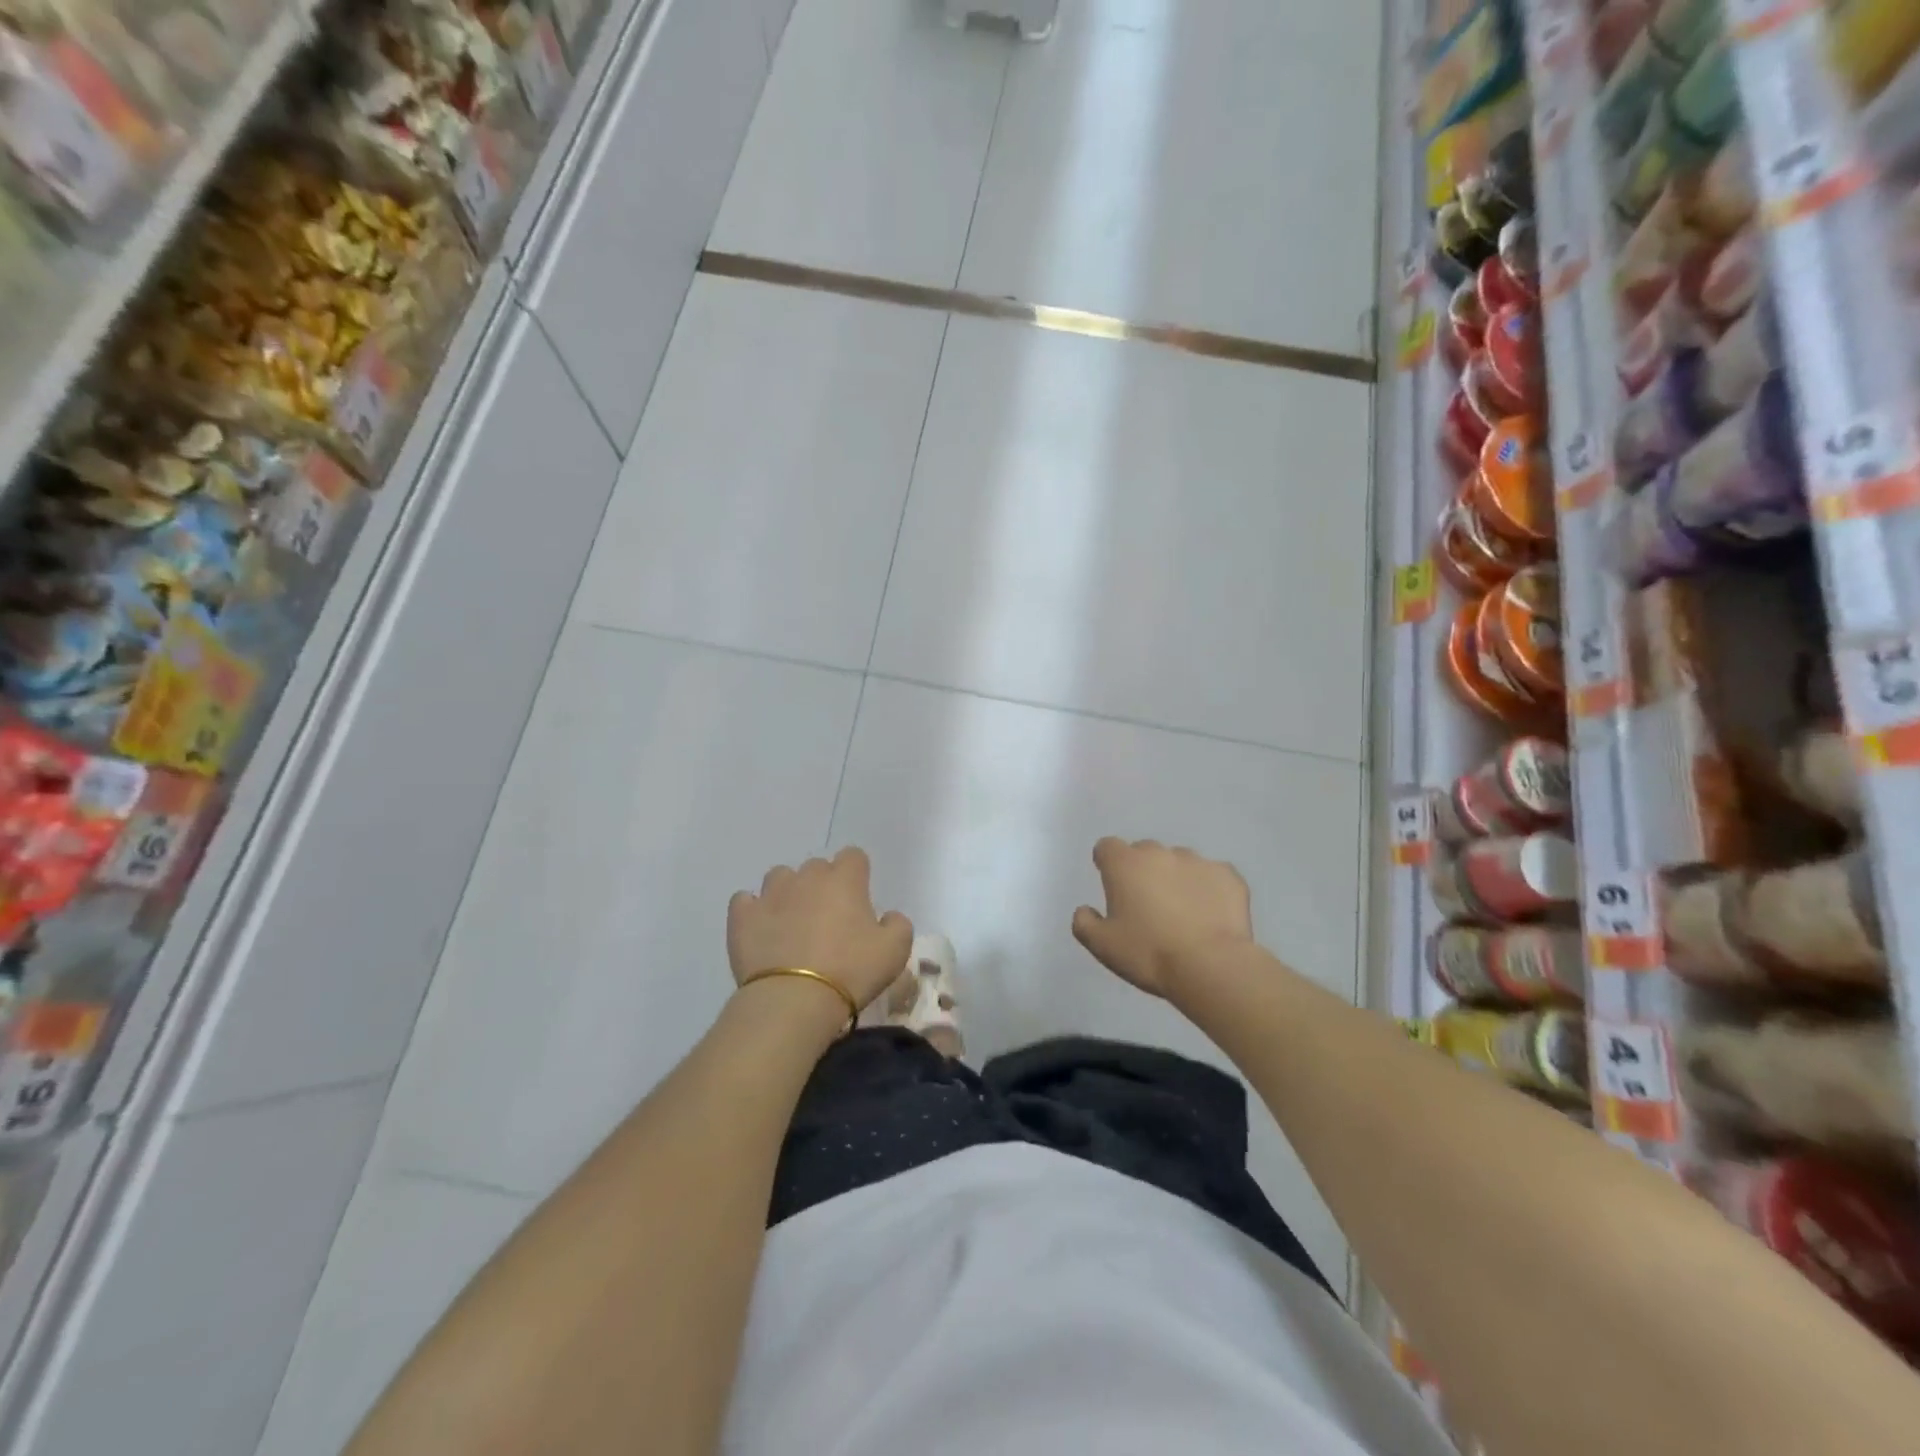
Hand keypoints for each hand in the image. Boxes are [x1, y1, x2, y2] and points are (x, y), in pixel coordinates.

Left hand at [728, 848, 912, 1012]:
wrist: (793, 1000)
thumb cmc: (851, 971)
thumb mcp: (896, 951)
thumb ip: (898, 924)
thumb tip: (888, 916)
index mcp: (844, 880)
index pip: (854, 856)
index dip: (857, 875)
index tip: (859, 900)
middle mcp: (807, 877)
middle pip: (817, 867)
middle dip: (823, 886)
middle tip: (829, 920)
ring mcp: (770, 894)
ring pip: (780, 877)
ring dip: (788, 893)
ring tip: (793, 923)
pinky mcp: (742, 916)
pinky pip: (745, 901)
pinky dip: (753, 910)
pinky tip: (761, 930)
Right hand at [1072, 838, 1253, 997]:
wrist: (1210, 966)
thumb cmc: (1148, 953)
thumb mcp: (1102, 945)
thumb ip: (1084, 922)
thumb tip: (1085, 910)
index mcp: (1125, 864)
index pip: (1107, 847)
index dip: (1107, 864)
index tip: (1112, 885)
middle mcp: (1160, 853)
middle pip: (1144, 852)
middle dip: (1143, 871)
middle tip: (1147, 905)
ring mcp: (1198, 861)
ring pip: (1180, 862)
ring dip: (1175, 878)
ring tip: (1183, 913)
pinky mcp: (1229, 875)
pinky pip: (1212, 876)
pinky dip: (1208, 889)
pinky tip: (1210, 915)